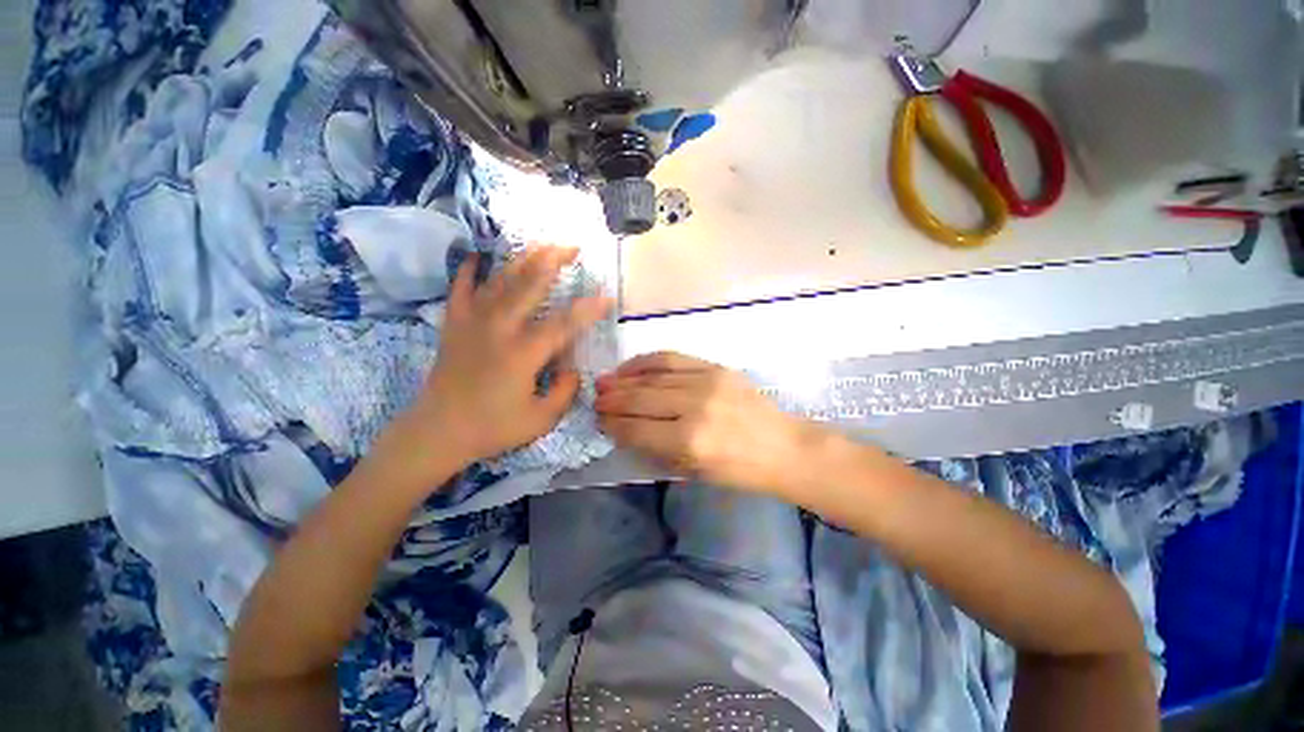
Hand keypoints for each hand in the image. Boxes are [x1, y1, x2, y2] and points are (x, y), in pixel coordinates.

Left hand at [383, 246, 611, 482]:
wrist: (438, 432)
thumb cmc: (492, 428)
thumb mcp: (541, 419)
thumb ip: (565, 392)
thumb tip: (573, 370)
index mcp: (523, 353)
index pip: (563, 324)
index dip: (588, 309)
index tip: (607, 296)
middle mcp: (499, 329)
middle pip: (529, 285)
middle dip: (553, 261)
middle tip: (572, 247)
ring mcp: (473, 323)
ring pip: (500, 281)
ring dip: (522, 260)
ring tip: (541, 245)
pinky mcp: (454, 325)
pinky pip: (461, 290)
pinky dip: (469, 271)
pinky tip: (478, 257)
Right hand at [595, 352, 829, 495]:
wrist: (783, 446)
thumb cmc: (740, 470)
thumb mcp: (694, 472)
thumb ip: (656, 449)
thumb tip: (624, 430)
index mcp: (689, 441)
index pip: (636, 429)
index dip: (613, 424)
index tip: (599, 420)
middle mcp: (693, 407)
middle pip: (640, 398)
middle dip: (612, 400)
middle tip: (596, 399)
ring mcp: (706, 381)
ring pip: (652, 376)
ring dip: (624, 379)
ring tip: (605, 381)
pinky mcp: (715, 367)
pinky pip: (672, 358)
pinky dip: (647, 361)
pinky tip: (631, 366)